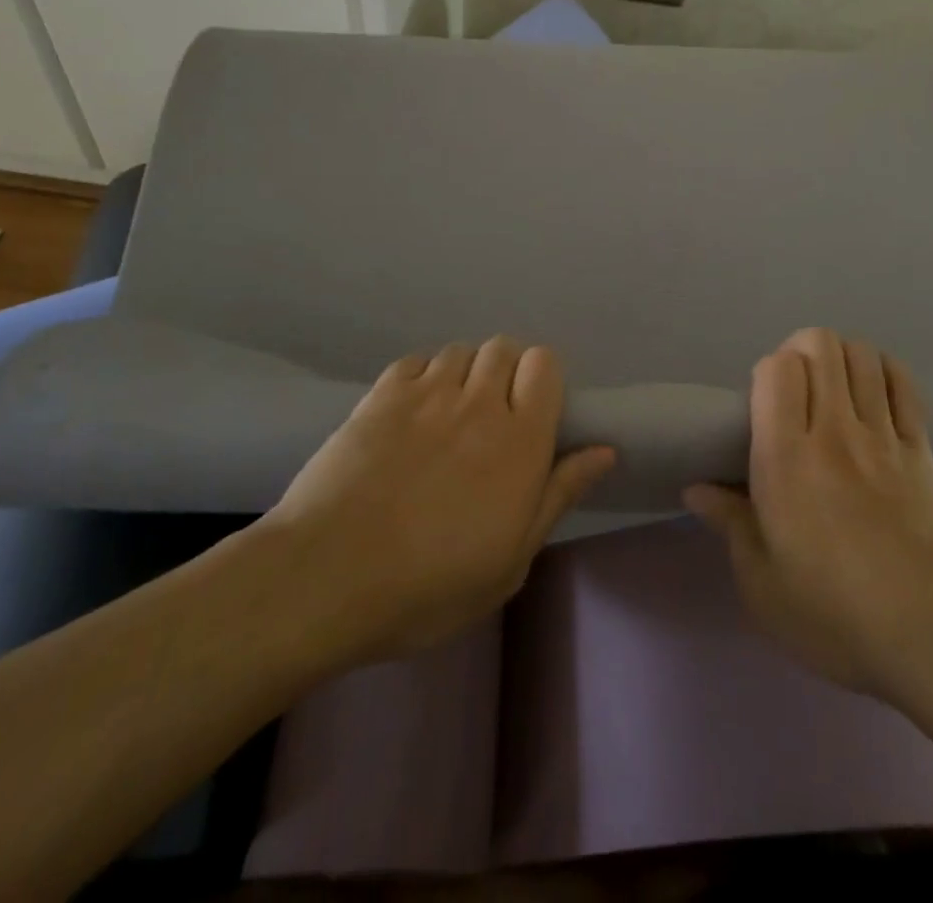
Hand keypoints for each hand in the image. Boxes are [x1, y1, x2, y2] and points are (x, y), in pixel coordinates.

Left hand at [259, 338, 615, 665]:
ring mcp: (425, 393)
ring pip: (460, 351)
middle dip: (506, 371)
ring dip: (464, 373)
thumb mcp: (511, 559)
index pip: (545, 365)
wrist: (328, 577)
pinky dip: (422, 376)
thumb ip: (558, 495)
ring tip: (449, 413)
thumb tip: (604, 450)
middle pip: (504, 348)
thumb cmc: (431, 584)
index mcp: (520, 440)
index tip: (533, 413)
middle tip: (492, 417)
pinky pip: (415, 362)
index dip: (543, 379)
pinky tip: (411, 411)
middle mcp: (478, 402)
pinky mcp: (380, 396)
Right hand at [685, 328, 932, 705]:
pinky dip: (886, 372)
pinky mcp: (923, 450)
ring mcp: (884, 436)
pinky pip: (904, 385)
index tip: (764, 405)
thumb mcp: (762, 585)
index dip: (767, 371)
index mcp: (786, 459)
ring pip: (862, 355)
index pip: (777, 369)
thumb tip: (696, 489)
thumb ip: (730, 525)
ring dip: (842, 357)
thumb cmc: (836, 617)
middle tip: (796, 392)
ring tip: (834, 390)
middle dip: (802, 350)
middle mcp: (834, 432)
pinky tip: (875, 394)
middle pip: (820, 345)